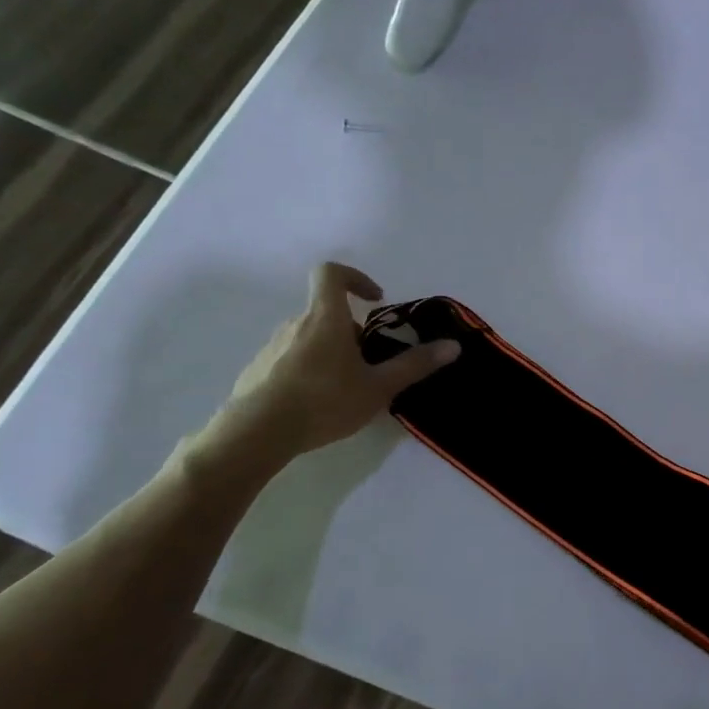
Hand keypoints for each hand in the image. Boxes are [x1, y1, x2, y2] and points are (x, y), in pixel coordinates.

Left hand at [206, 262, 458, 464]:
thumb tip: (454, 346)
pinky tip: (318, 403)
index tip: (376, 300)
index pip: (331, 274)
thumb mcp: (378, 387)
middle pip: (327, 312)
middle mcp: (295, 325)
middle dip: (353, 330)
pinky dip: (309, 370)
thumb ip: (415, 365)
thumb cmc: (323, 402)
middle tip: (372, 361)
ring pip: (309, 337)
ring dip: (332, 351)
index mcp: (325, 318)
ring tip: (347, 387)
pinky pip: (290, 359)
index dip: (355, 278)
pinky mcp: (257, 371)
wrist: (255, 435)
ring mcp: (272, 347)